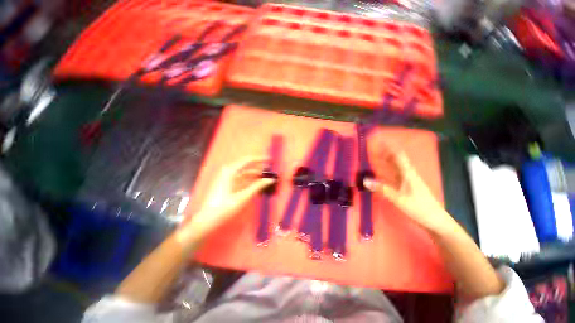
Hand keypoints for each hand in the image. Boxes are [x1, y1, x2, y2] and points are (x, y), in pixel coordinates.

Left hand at [186, 156, 275, 237]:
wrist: (207, 220)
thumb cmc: (224, 207)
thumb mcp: (243, 196)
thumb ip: (258, 186)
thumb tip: (270, 179)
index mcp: (230, 171)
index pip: (248, 160)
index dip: (260, 159)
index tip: (270, 160)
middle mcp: (228, 172)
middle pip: (247, 166)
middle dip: (259, 168)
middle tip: (270, 171)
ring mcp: (227, 178)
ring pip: (244, 174)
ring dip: (255, 176)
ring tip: (266, 178)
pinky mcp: (227, 185)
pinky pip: (241, 180)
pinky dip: (250, 182)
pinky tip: (257, 185)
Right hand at [364, 151, 454, 232]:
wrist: (435, 221)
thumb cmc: (420, 209)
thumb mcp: (399, 199)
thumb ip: (382, 189)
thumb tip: (365, 180)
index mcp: (408, 174)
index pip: (398, 155)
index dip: (389, 147)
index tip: (380, 141)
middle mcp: (408, 174)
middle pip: (396, 159)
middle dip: (385, 152)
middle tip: (372, 148)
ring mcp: (407, 180)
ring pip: (395, 166)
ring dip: (385, 160)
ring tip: (374, 156)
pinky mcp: (406, 187)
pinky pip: (394, 174)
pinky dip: (386, 170)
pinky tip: (380, 172)